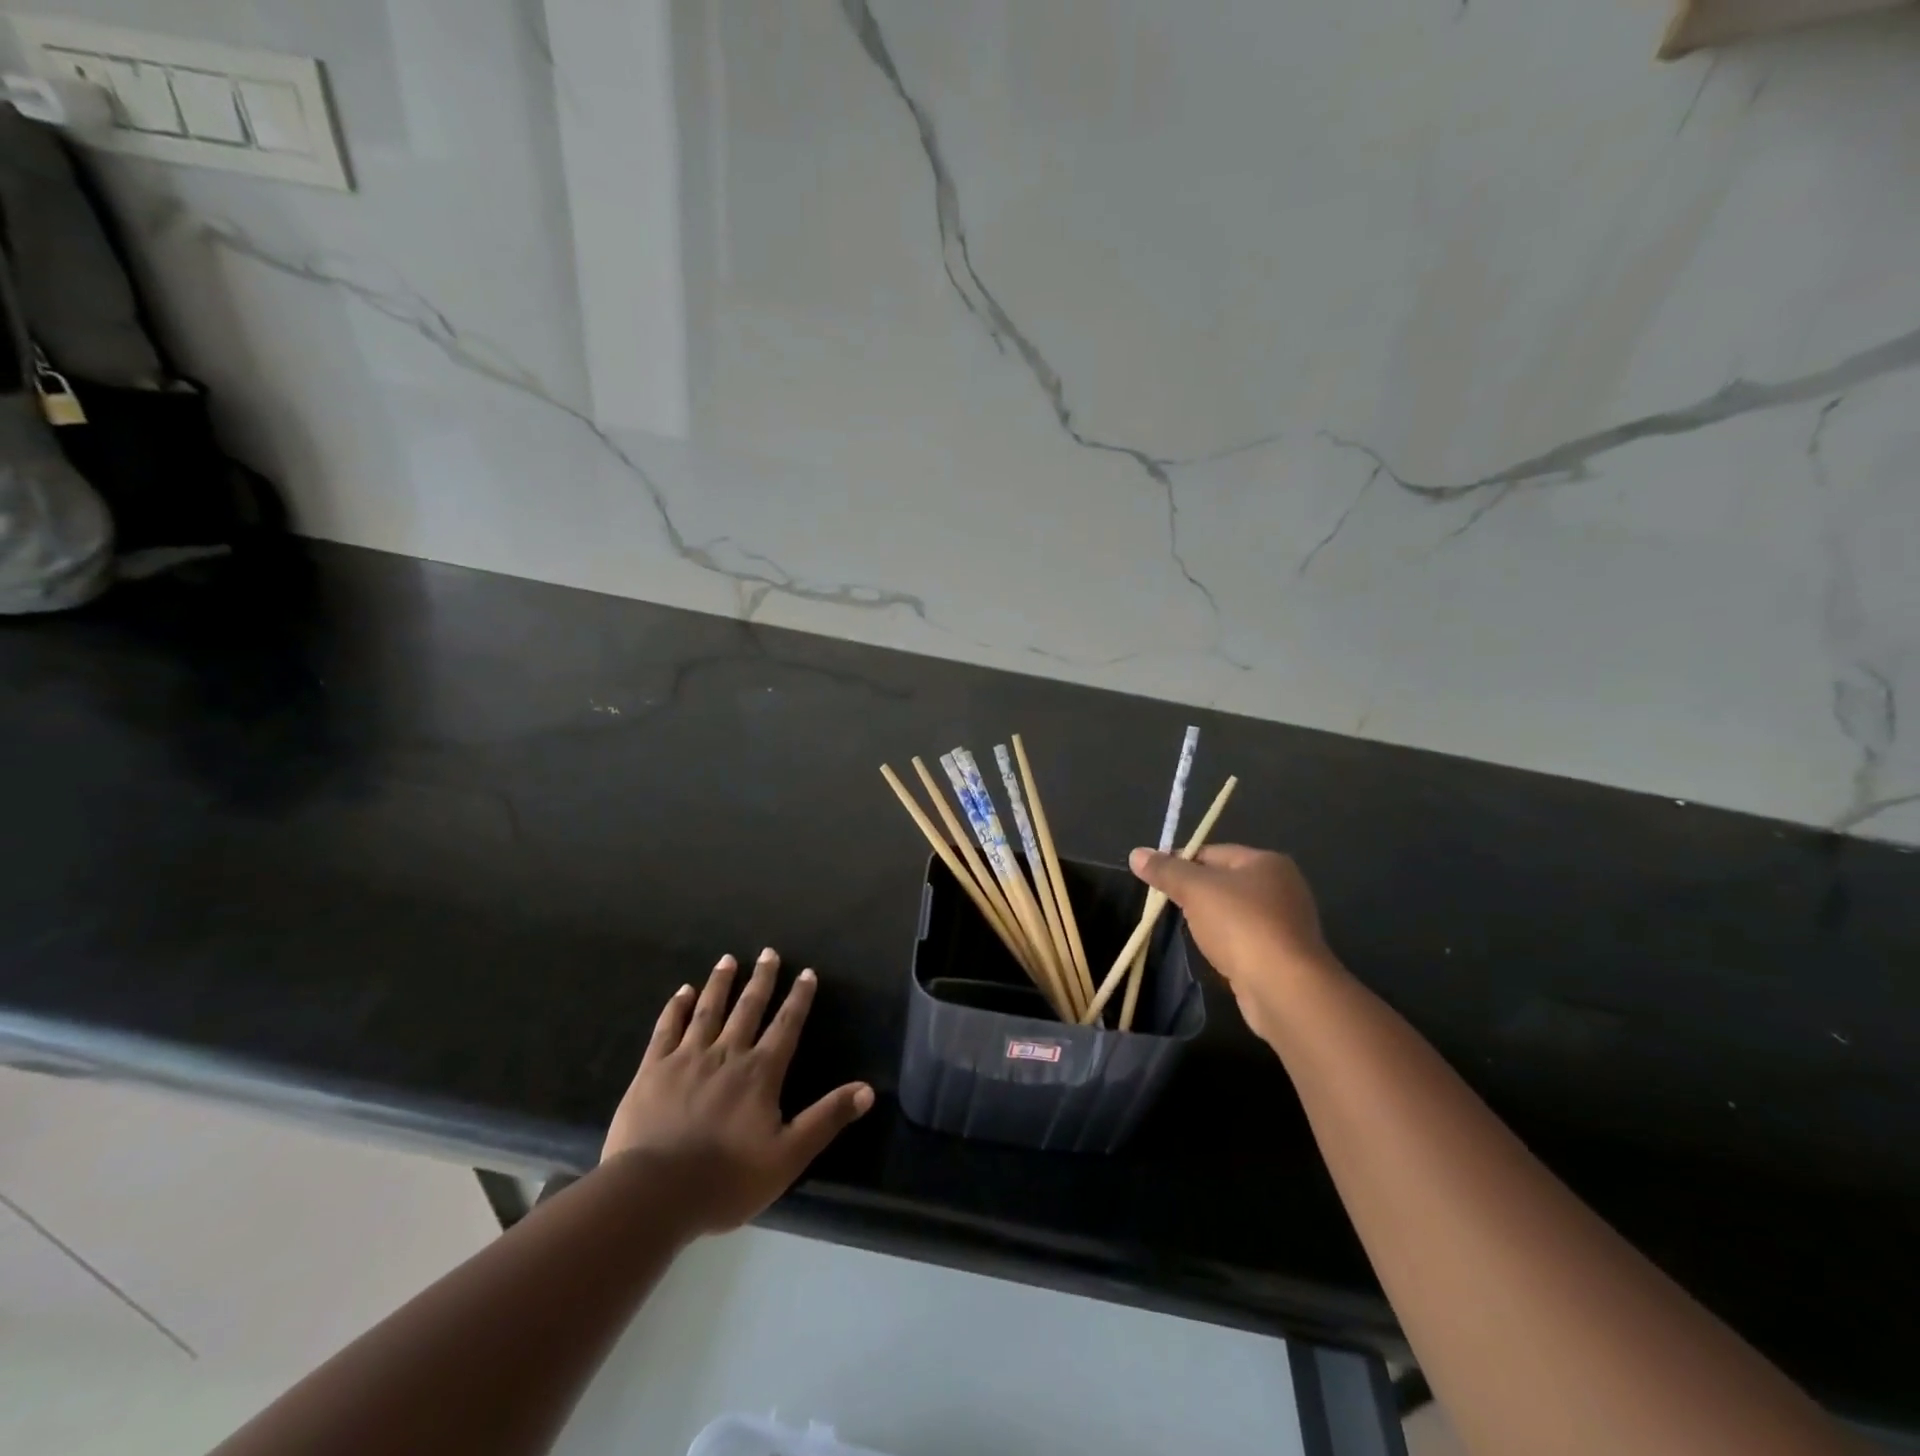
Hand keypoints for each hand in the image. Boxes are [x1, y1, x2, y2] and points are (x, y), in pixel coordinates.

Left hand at [601, 949, 873, 1235]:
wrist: (655, 1193)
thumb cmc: (727, 1179)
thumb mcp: (789, 1156)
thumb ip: (827, 1118)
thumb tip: (868, 1089)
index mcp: (760, 1072)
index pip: (786, 1026)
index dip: (799, 998)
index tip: (806, 973)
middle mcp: (727, 1054)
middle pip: (748, 1008)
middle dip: (761, 979)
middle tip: (768, 952)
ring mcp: (687, 1058)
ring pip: (709, 1010)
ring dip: (720, 983)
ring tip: (728, 959)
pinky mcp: (653, 1070)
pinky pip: (667, 1029)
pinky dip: (677, 1008)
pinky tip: (682, 992)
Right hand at [1130, 844, 1340, 1045]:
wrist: (1285, 988)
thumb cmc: (1241, 925)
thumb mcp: (1195, 890)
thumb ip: (1166, 871)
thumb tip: (1136, 854)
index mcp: (1266, 862)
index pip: (1212, 852)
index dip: (1180, 862)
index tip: (1154, 879)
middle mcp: (1282, 887)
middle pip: (1224, 881)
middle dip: (1194, 893)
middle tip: (1167, 906)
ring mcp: (1286, 923)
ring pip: (1233, 912)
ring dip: (1210, 920)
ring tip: (1188, 931)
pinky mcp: (1284, 955)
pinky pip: (1245, 939)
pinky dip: (1227, 943)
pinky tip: (1214, 954)